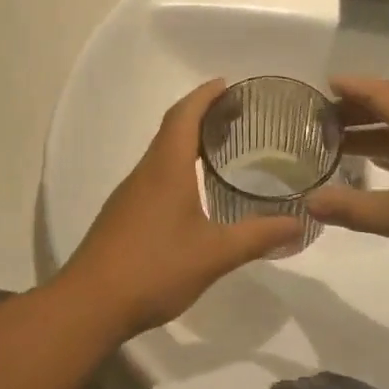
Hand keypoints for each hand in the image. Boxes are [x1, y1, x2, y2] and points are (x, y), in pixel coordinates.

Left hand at [60, 80, 302, 336]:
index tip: (228, 84)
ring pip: (161, 155)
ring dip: (187, 143)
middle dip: (201, 115)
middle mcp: (144, 173)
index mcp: (166, 169)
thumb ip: (257, 237)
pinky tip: (194, 193)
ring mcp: (129, 195)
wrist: (89, 304)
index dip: (205, 95)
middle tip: (236, 116)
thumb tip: (299, 223)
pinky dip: (177, 169)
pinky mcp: (123, 216)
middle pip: (171, 130)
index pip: (183, 116)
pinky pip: (154, 177)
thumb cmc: (154, 268)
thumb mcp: (214, 254)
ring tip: (222, 149)